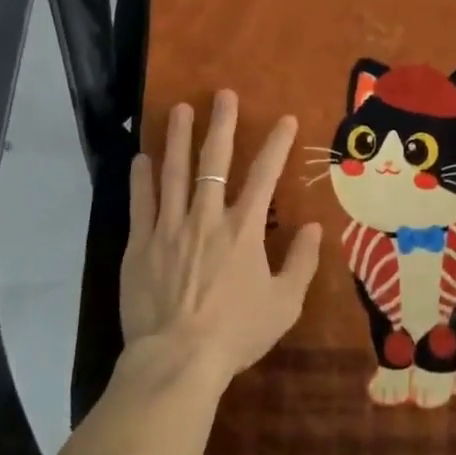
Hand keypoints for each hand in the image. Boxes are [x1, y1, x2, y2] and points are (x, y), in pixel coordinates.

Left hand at [121, 89, 323, 385]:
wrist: (177, 360)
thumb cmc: (235, 333)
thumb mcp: (284, 305)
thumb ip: (302, 263)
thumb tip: (315, 227)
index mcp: (244, 230)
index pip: (264, 175)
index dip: (276, 144)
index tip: (285, 119)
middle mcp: (206, 218)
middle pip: (213, 161)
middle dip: (220, 124)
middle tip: (222, 94)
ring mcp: (169, 228)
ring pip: (174, 172)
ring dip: (177, 138)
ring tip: (178, 110)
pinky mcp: (140, 245)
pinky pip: (141, 203)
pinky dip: (141, 178)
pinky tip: (141, 158)